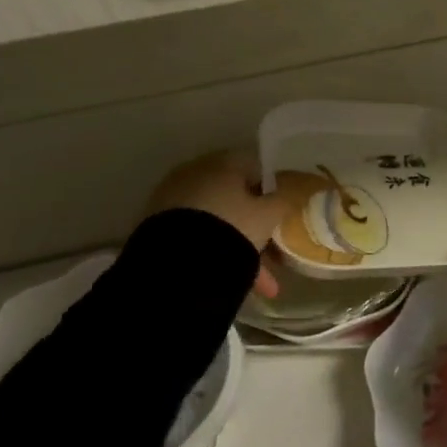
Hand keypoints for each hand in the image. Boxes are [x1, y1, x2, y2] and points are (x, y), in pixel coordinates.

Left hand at [145, 151, 293, 298]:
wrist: (176, 265)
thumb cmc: (231, 227)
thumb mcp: (268, 215)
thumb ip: (283, 201)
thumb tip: (288, 195)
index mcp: (223, 162)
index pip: (255, 166)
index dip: (272, 189)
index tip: (282, 212)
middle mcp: (195, 175)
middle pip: (234, 197)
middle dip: (255, 225)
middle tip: (272, 249)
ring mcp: (173, 201)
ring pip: (217, 223)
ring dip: (239, 248)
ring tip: (261, 284)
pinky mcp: (157, 229)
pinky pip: (198, 238)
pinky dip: (216, 255)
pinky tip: (234, 283)